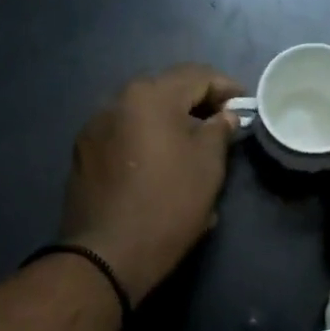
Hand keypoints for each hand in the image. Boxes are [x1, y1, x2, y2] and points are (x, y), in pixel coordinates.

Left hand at [58, 64, 244, 304]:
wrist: (107, 255)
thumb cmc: (168, 205)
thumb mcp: (208, 167)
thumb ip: (219, 131)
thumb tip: (224, 116)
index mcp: (149, 96)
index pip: (197, 75)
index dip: (227, 88)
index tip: (246, 108)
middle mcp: (115, 101)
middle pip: (166, 91)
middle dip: (197, 104)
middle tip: (222, 126)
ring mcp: (94, 128)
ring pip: (142, 115)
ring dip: (170, 124)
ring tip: (192, 148)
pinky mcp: (84, 155)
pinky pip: (125, 137)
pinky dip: (147, 142)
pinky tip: (161, 167)